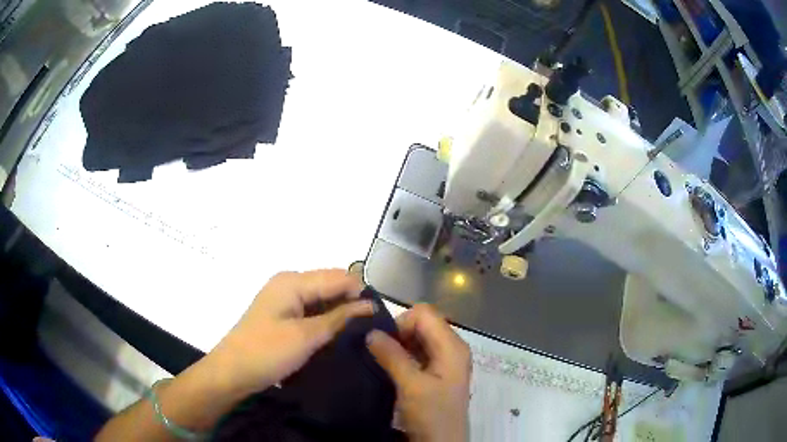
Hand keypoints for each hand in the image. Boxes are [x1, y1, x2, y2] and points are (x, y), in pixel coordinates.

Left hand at [206, 269, 373, 396]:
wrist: (232, 372)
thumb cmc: (266, 353)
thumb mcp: (306, 336)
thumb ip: (340, 318)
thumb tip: (370, 304)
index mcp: (293, 281)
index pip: (338, 277)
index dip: (361, 293)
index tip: (379, 317)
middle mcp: (289, 283)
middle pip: (330, 285)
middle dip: (351, 302)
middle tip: (371, 327)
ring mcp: (284, 299)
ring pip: (322, 298)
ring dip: (340, 312)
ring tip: (359, 332)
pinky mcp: (282, 314)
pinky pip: (312, 310)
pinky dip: (326, 319)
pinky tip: (337, 334)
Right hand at [366, 304, 471, 441]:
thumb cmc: (432, 414)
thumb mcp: (411, 385)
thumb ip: (392, 356)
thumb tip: (371, 331)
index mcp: (451, 346)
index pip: (424, 313)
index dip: (402, 323)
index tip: (383, 343)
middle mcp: (451, 347)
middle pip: (422, 323)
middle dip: (398, 333)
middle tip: (379, 352)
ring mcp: (444, 360)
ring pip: (418, 338)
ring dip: (398, 345)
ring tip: (381, 360)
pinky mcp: (436, 372)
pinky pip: (417, 353)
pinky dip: (402, 355)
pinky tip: (389, 367)